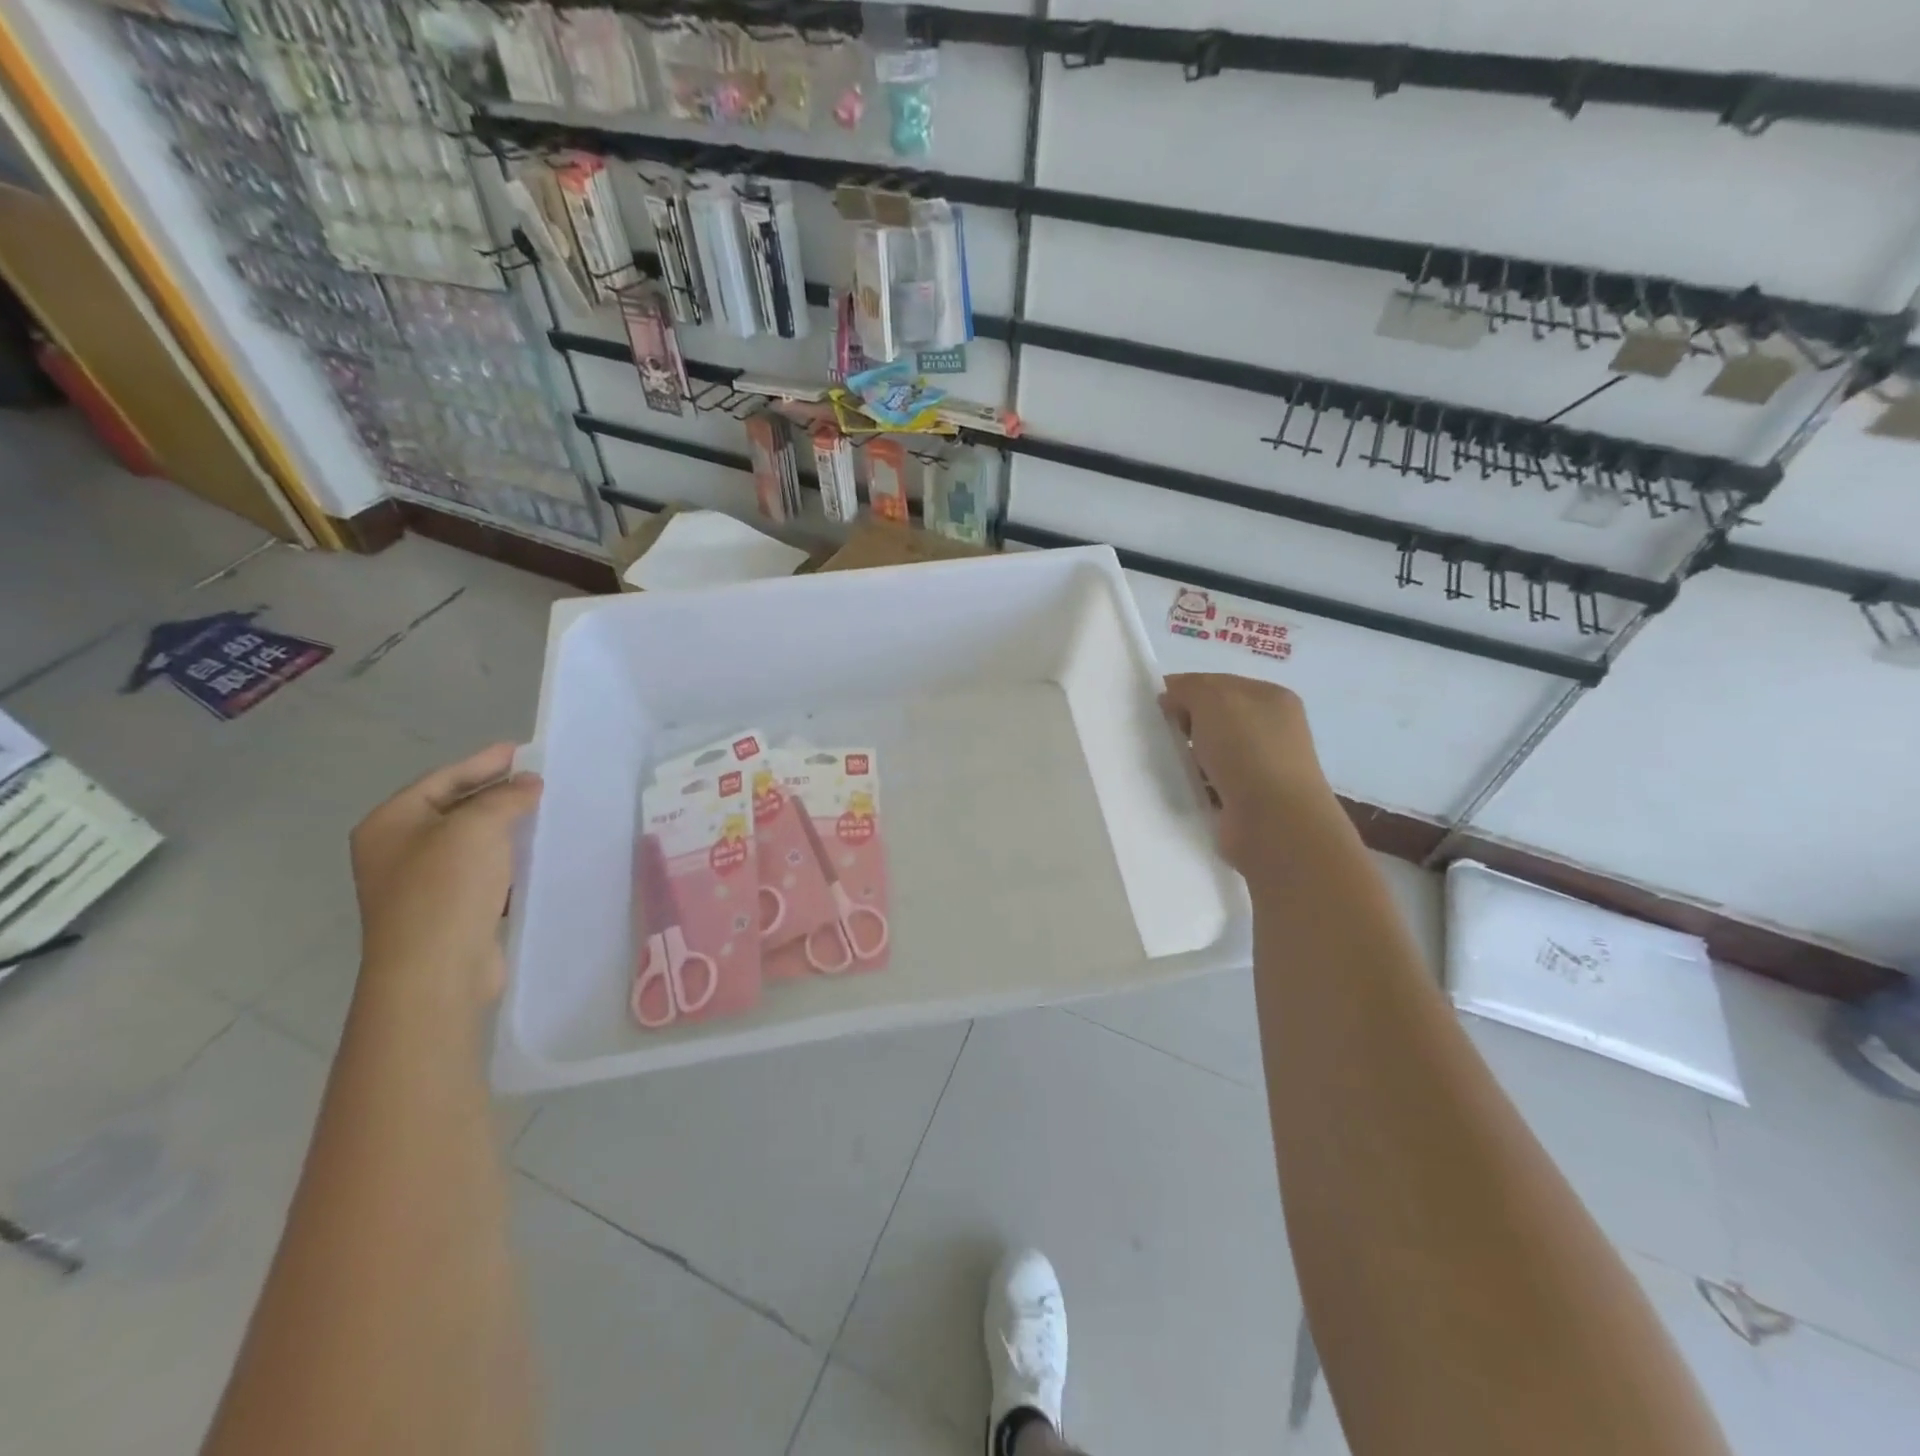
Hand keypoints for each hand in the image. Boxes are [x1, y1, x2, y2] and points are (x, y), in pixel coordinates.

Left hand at [349, 743, 542, 1006]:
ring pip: (471, 842)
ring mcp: (421, 884)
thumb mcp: (478, 826)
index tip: (523, 750)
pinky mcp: (448, 912)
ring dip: (506, 828)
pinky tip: (535, 856)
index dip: (484, 761)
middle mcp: (398, 851)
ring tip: (545, 813)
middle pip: (454, 808)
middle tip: (540, 780)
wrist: (435, 971)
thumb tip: (528, 783)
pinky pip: (482, 872)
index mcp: (390, 823)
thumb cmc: (446, 888)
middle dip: (497, 793)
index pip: (442, 779)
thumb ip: (505, 796)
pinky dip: (508, 860)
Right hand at [1160, 673, 1335, 874]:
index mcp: (1271, 698)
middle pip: (1214, 718)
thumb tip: (1172, 698)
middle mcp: (1272, 730)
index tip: (1157, 706)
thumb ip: (1188, 688)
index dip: (1185, 690)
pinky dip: (1194, 785)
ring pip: (1211, 753)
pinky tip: (1180, 789)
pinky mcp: (1248, 801)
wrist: (1273, 822)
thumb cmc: (1247, 750)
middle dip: (1185, 725)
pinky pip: (1210, 784)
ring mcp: (1263, 767)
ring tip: (1165, 765)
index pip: (1218, 684)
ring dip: (1187, 757)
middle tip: (1160, 736)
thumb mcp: (1213, 699)